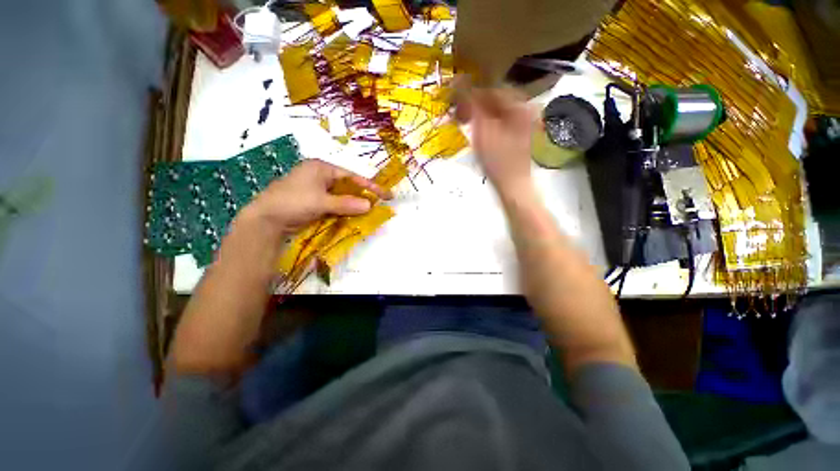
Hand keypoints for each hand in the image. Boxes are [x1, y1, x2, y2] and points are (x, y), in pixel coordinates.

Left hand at [239, 159, 390, 237]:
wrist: (265, 219)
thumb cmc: (293, 202)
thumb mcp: (322, 202)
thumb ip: (346, 203)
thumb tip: (369, 205)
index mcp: (321, 168)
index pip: (352, 176)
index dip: (370, 186)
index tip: (385, 195)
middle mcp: (319, 176)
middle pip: (347, 185)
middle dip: (362, 195)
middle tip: (378, 204)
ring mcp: (316, 189)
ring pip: (341, 196)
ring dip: (354, 204)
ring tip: (369, 211)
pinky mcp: (313, 201)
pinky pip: (334, 204)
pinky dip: (344, 210)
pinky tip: (352, 216)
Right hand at [456, 83, 536, 197]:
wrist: (512, 184)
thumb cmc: (497, 161)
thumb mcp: (481, 131)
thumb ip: (471, 104)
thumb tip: (458, 81)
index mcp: (518, 104)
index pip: (490, 88)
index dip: (469, 92)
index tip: (452, 98)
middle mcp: (523, 107)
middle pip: (494, 97)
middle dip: (473, 103)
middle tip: (457, 112)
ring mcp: (522, 120)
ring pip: (495, 108)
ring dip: (477, 112)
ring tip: (463, 121)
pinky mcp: (517, 131)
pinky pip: (498, 118)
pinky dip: (485, 121)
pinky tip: (475, 128)